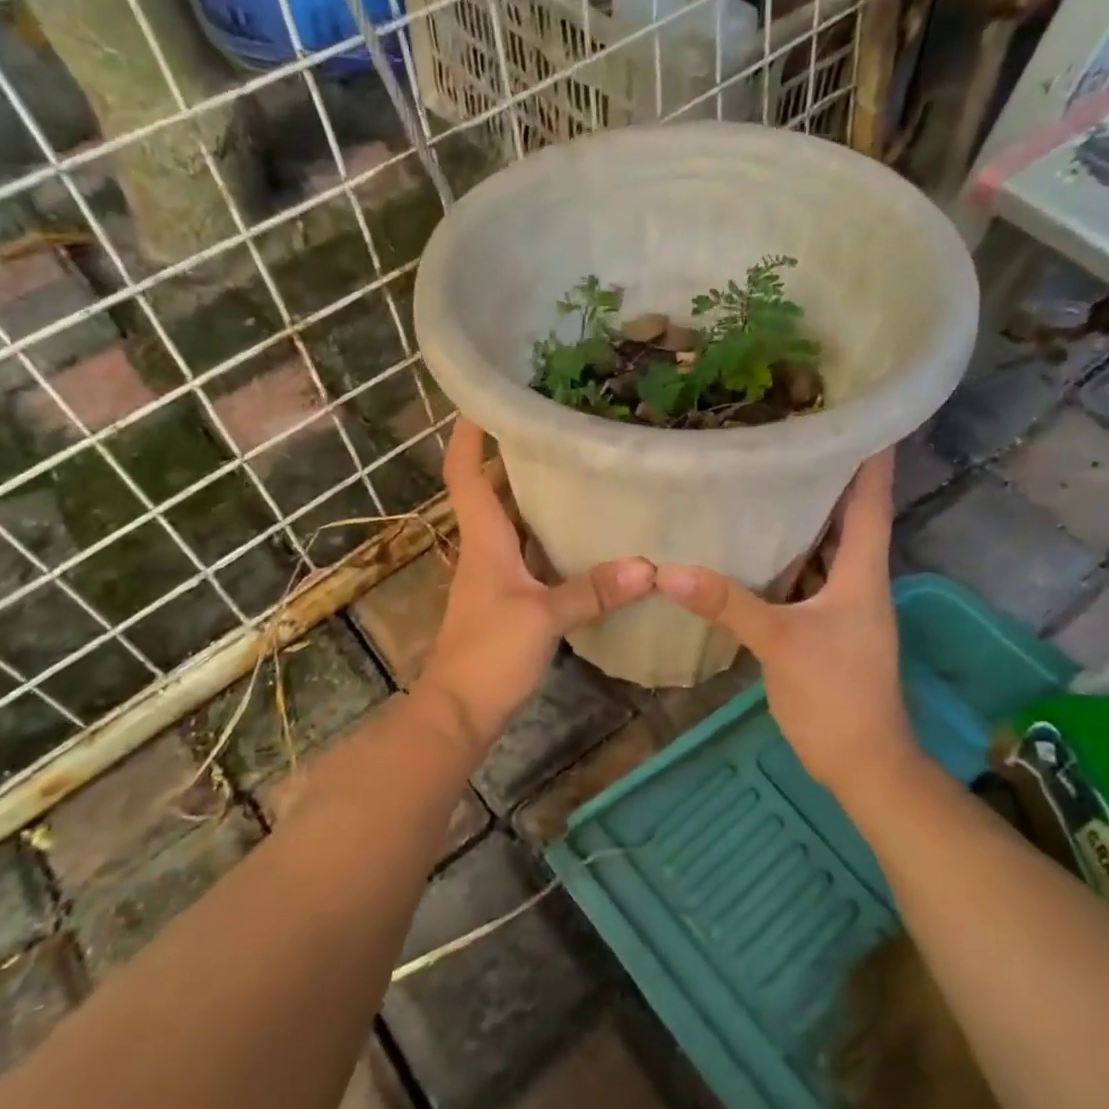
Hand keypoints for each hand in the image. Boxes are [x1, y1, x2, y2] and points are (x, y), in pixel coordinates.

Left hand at [419, 418, 653, 751]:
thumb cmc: (489, 653)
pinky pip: (528, 553)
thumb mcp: (543, 618)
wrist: (460, 709)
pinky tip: (583, 533)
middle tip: (555, 426)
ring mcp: (494, 575)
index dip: (470, 434)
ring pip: (511, 521)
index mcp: (483, 539)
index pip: (465, 473)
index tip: (486, 398)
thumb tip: (647, 566)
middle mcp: (485, 548)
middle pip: (491, 490)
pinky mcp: (508, 599)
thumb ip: (593, 591)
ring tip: (575, 467)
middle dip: (513, 455)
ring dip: (533, 495)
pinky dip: (549, 537)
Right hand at [654, 453, 924, 792]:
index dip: (871, 457)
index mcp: (862, 573)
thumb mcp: (779, 643)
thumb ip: (727, 604)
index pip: (871, 501)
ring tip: (769, 477)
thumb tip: (669, 570)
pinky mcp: (824, 627)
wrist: (862, 762)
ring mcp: (842, 606)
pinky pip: (806, 577)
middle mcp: (858, 580)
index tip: (863, 412)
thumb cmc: (835, 695)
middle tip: (792, 435)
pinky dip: (787, 557)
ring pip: (825, 548)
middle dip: (827, 476)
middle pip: (847, 516)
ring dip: (805, 515)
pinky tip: (754, 547)